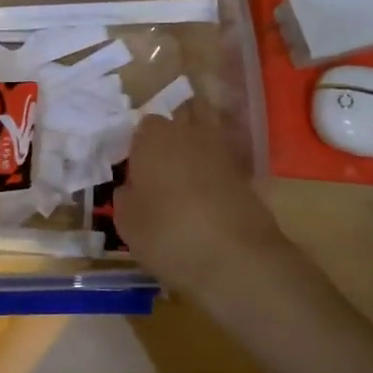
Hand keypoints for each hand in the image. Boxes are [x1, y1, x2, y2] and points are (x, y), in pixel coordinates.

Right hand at [115, 103, 290, 303]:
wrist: (234, 258)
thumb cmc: (166, 234)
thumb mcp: (127, 222)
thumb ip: (125, 196)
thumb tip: (131, 187)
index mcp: (154, 138)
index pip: (144, 126)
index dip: (140, 145)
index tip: (137, 169)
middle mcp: (189, 134)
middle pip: (183, 115)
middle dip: (175, 130)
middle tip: (163, 161)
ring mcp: (222, 151)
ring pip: (210, 129)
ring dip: (200, 142)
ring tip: (186, 172)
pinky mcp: (246, 174)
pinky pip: (226, 159)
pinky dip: (218, 168)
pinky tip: (210, 193)